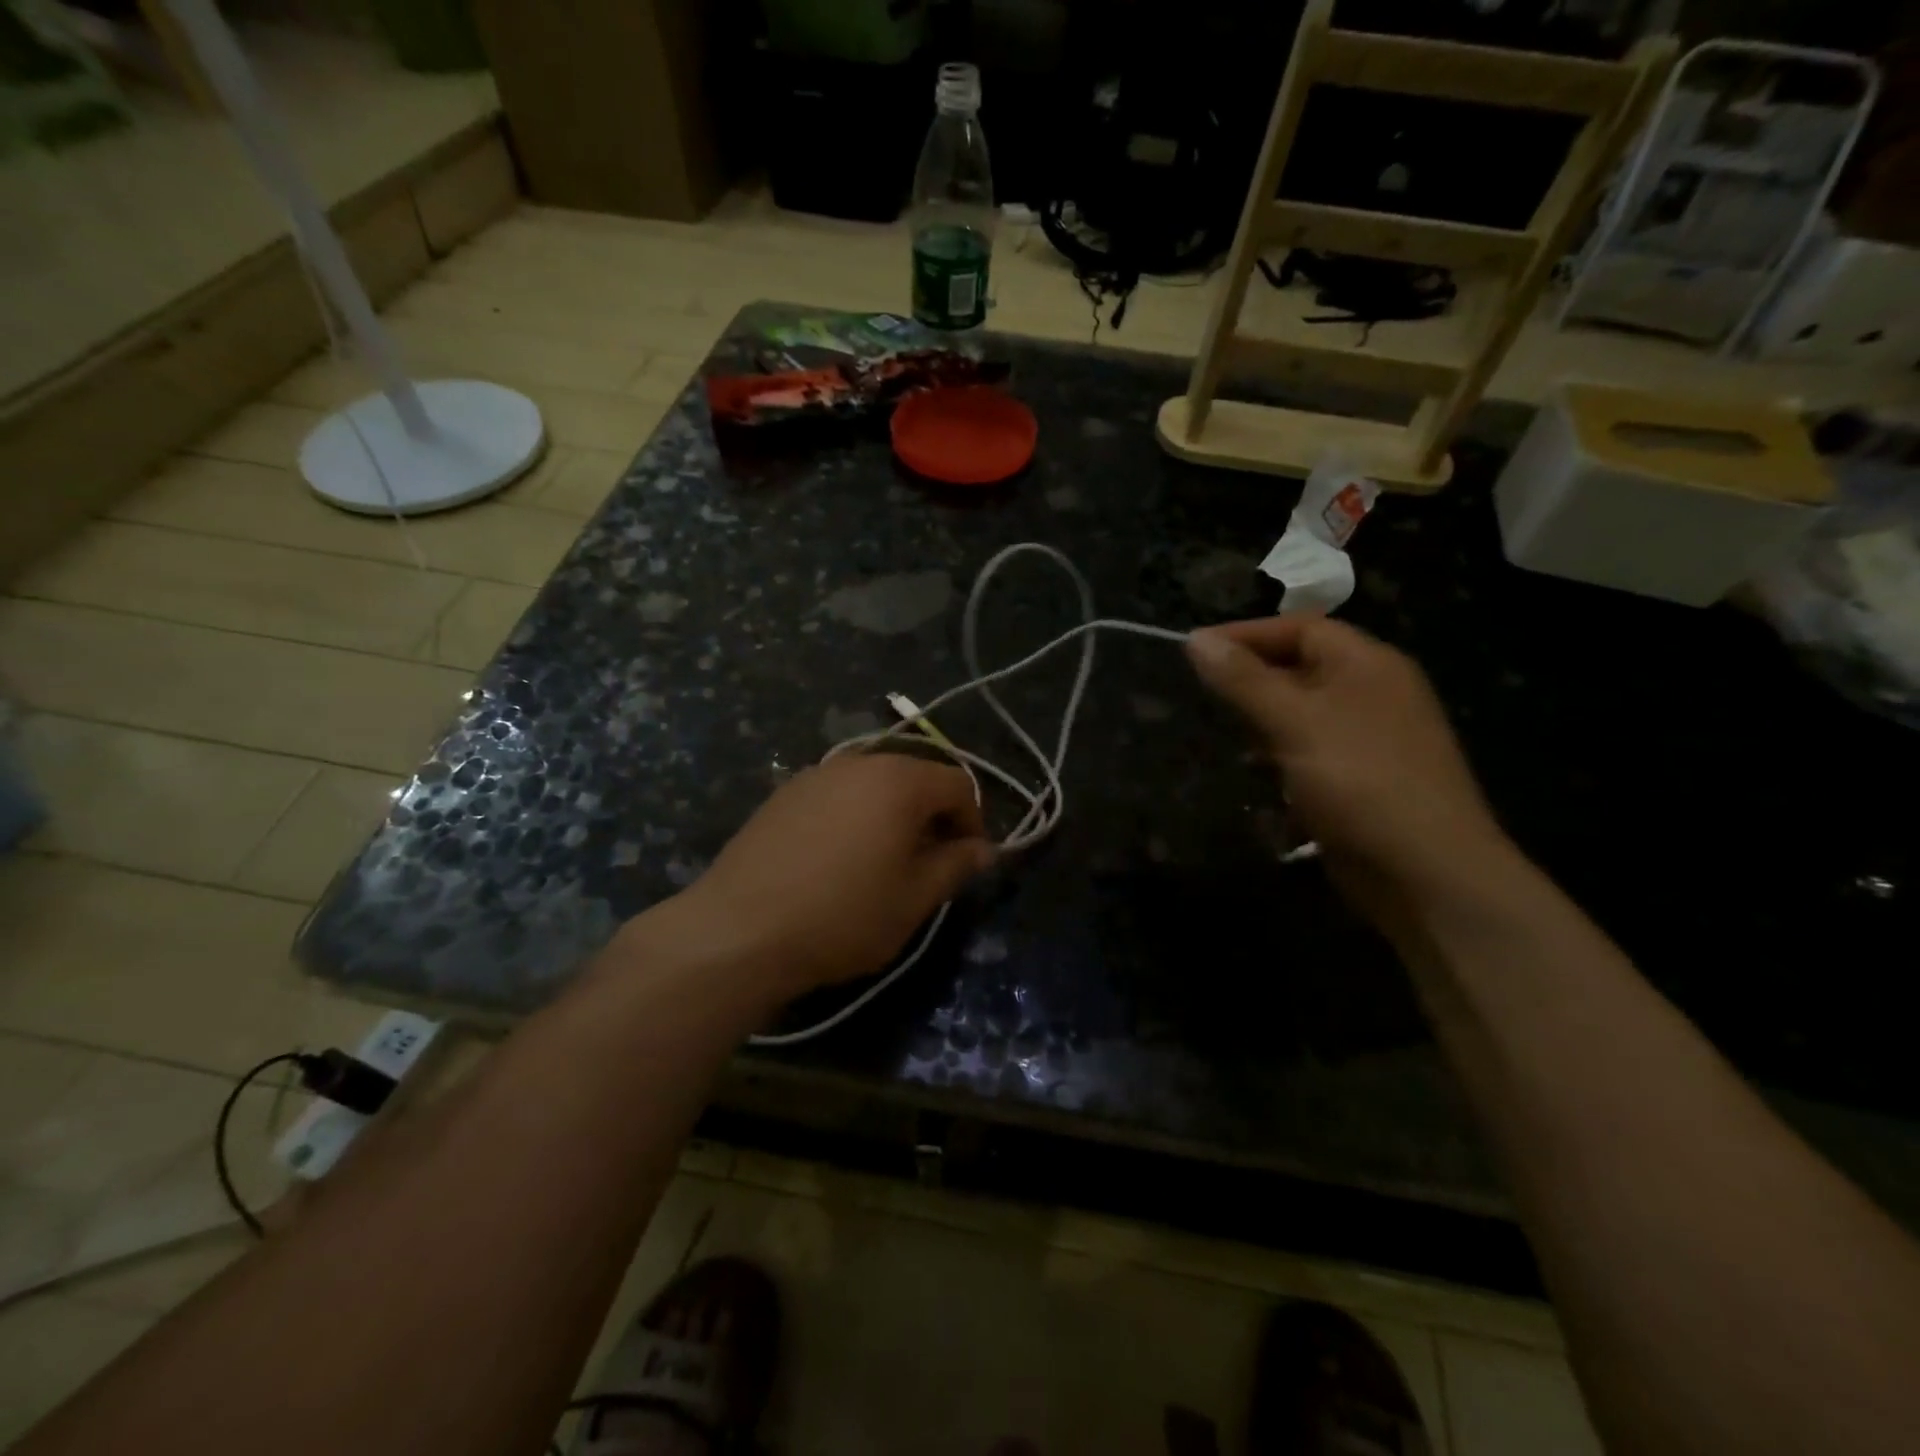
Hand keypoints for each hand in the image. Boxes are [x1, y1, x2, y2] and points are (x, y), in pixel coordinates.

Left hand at [674, 751, 994, 998]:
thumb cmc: (843, 915)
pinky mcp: (783, 793)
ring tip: (883, 862)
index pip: (958, 783)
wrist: (738, 929)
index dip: (973, 820)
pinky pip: (837, 794)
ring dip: (892, 814)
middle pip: (914, 776)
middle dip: (932, 815)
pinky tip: (837, 859)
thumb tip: (983, 849)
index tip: (966, 861)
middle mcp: (859, 762)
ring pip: (873, 783)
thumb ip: (956, 865)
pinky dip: (854, 815)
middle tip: (928, 863)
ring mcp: (815, 774)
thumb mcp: (914, 898)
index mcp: (899, 780)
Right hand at [1186, 616, 1513, 919]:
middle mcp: (1373, 694)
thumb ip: (1243, 680)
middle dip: (1251, 680)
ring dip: (1262, 723)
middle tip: (1203, 695)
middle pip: (1301, 668)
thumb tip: (1196, 639)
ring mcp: (1371, 740)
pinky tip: (1256, 776)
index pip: (1301, 628)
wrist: (1426, 873)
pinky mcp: (1362, 781)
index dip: (1246, 635)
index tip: (1194, 651)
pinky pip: (1311, 753)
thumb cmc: (1359, 781)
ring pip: (1302, 714)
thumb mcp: (1293, 722)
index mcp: (1368, 665)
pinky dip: (1280, 757)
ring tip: (1223, 736)